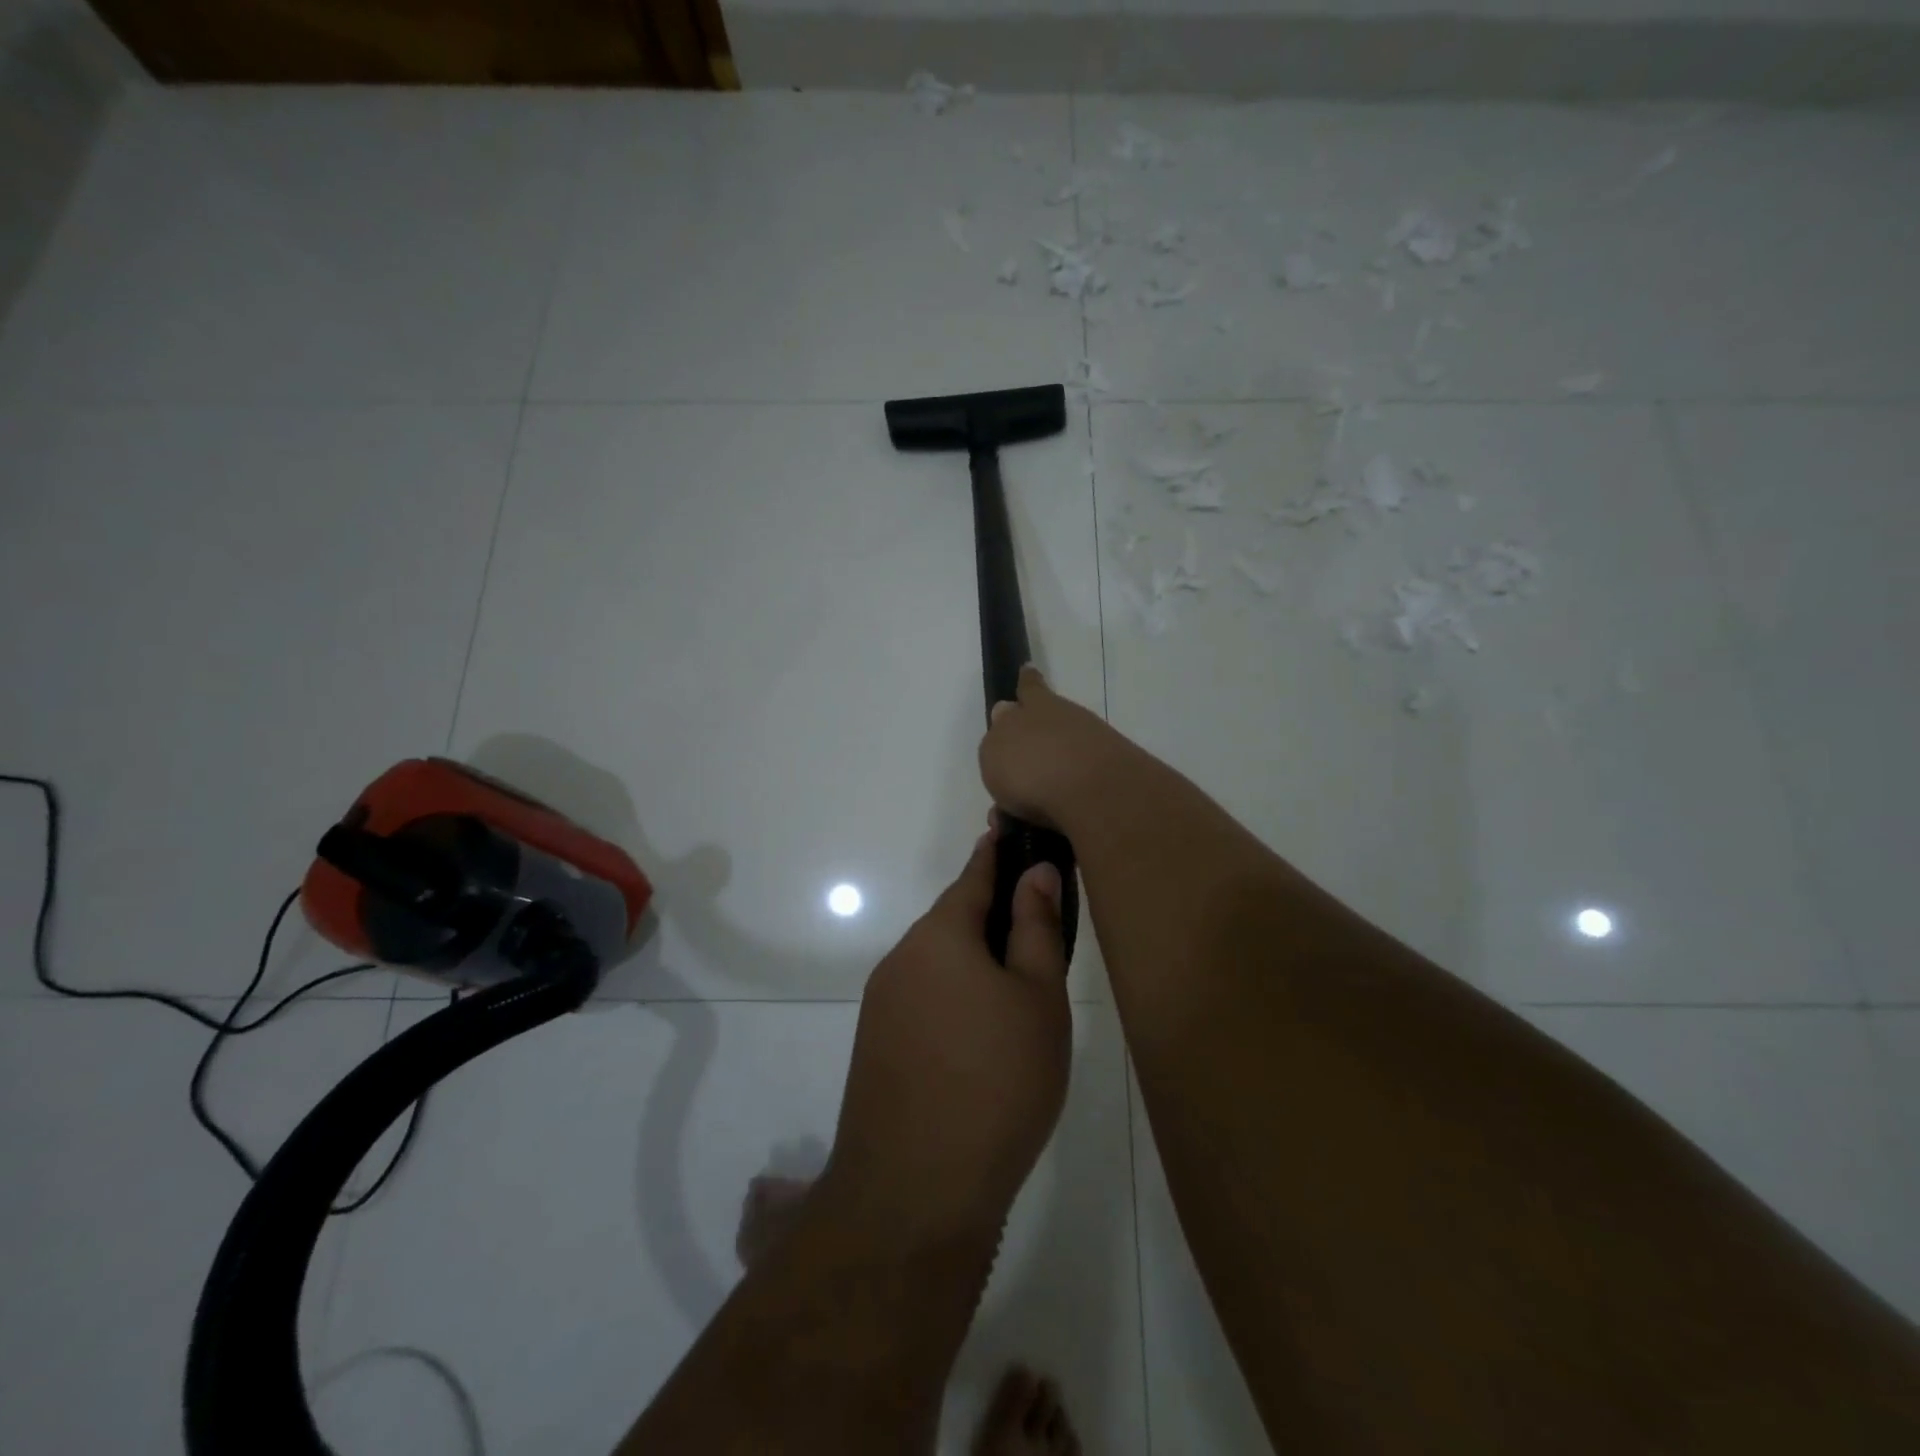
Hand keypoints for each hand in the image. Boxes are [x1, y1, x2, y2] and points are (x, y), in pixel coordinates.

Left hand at [825, 827, 1071, 1244]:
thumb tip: (1034, 870)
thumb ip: (1035, 928)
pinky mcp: (876, 1047)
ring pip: (938, 964)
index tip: (1011, 831)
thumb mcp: (1037, 999)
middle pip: (953, 921)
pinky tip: (980, 1036)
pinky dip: (954, 998)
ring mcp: (882, 1005)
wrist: (914, 1192)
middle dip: (991, 915)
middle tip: (1037, 925)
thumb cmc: (996, 1082)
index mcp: (940, 935)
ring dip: (973, 962)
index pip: (973, 876)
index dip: (996, 854)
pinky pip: (923, 1000)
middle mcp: (902, 959)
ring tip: (1017, 988)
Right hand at [978, 665, 1143, 833]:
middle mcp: (1070, 723)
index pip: (1031, 687)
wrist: (1097, 796)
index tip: (1027, 671)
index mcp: (1040, 706)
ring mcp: (1096, 752)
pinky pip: (1072, 799)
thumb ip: (999, 732)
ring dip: (1035, 794)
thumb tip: (1006, 713)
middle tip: (1007, 785)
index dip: (1026, 682)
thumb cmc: (1033, 766)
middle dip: (1027, 756)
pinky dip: (1053, 815)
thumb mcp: (996, 747)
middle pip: (1046, 732)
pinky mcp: (1110, 786)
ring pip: (1058, 770)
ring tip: (1012, 825)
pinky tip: (1038, 831)